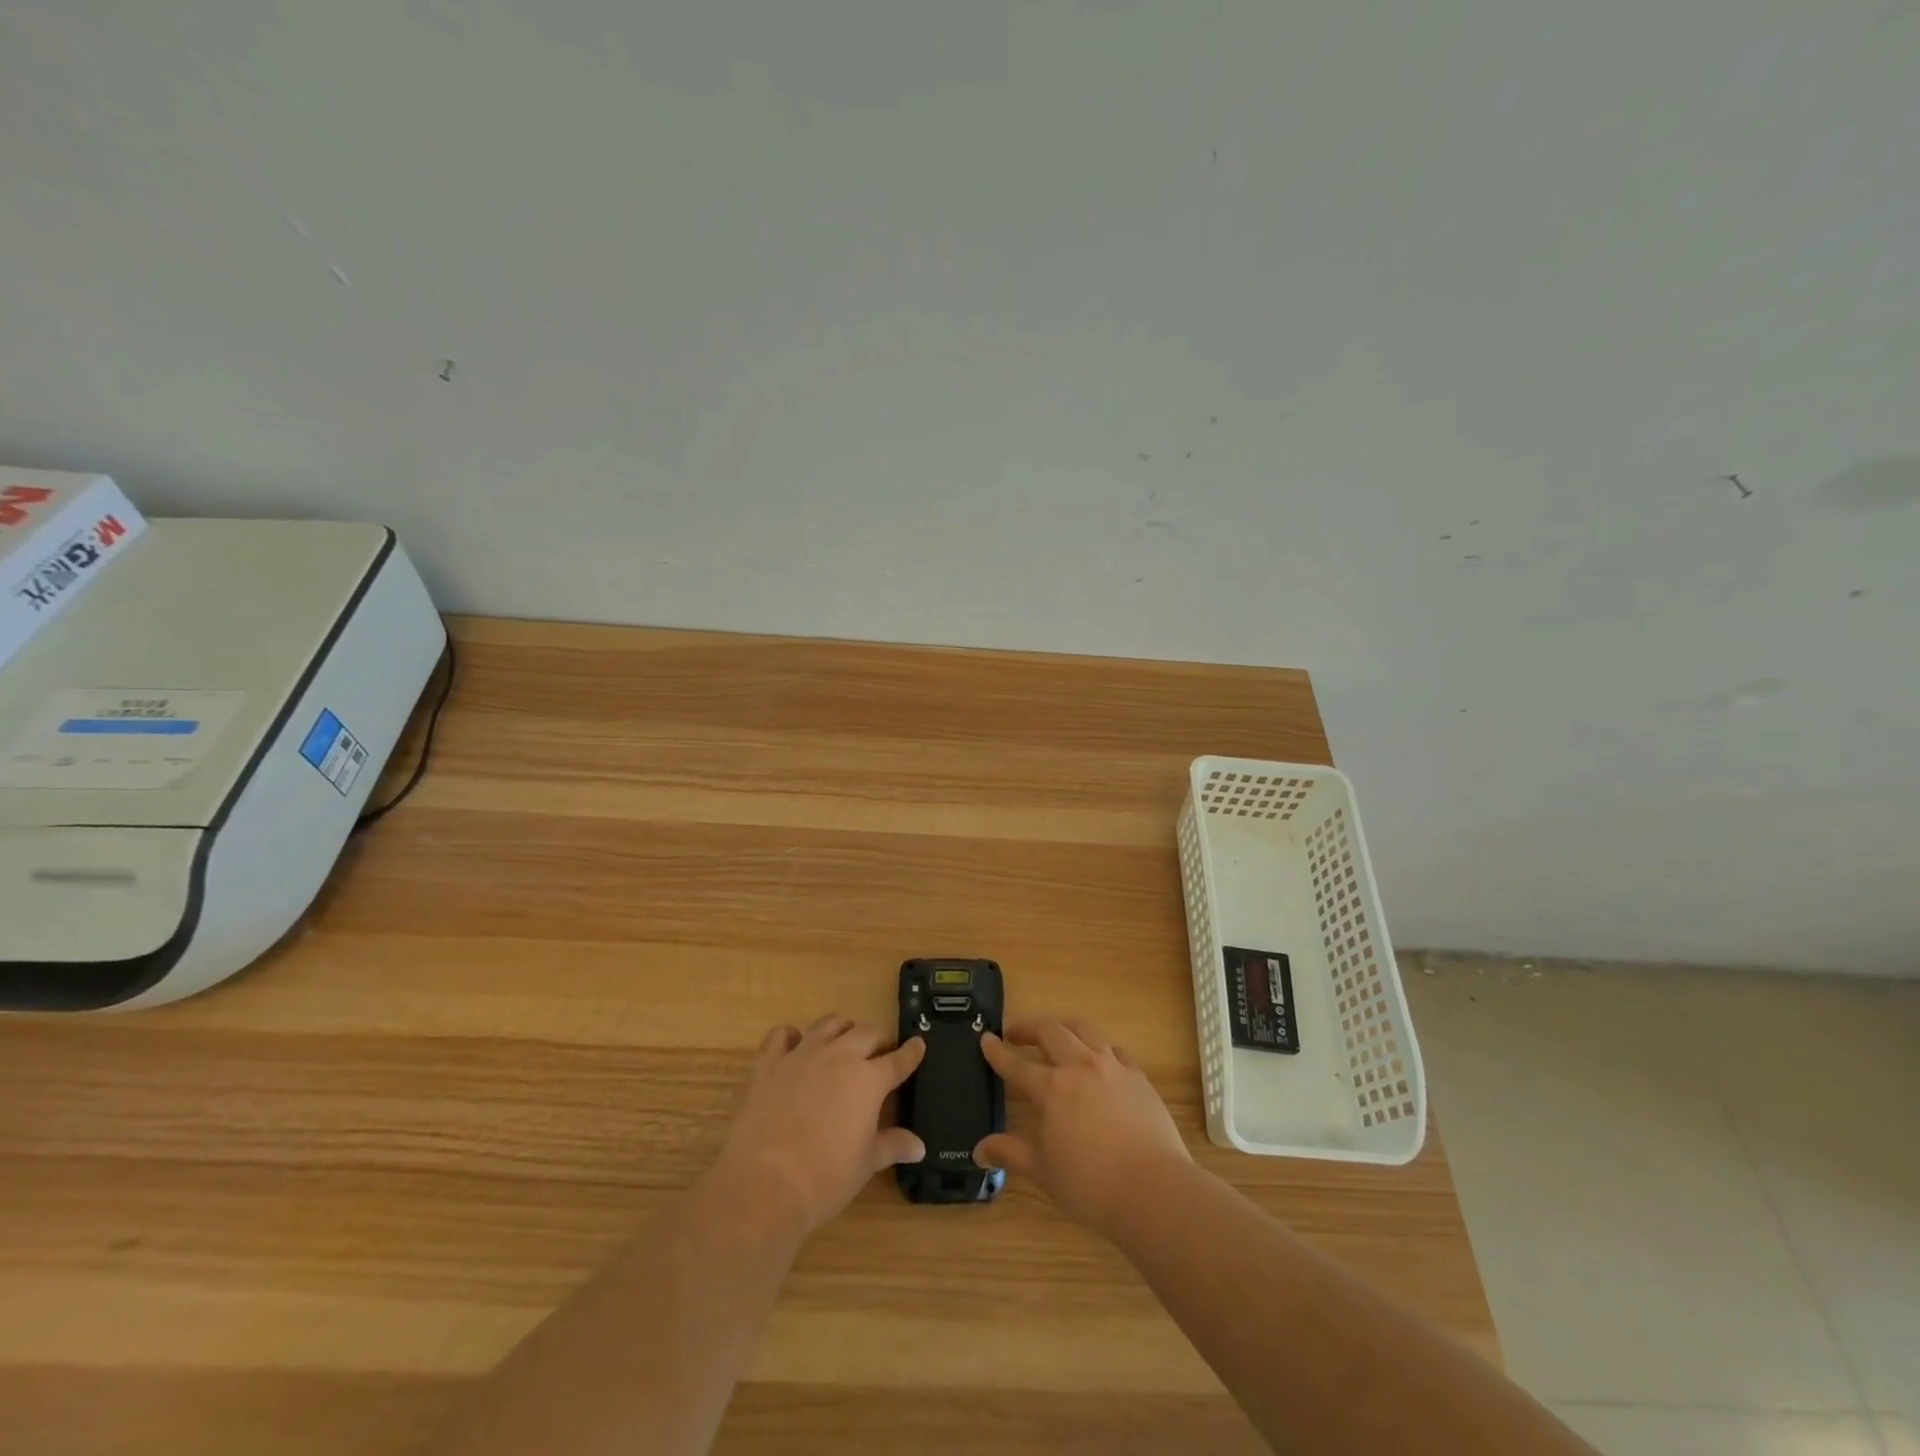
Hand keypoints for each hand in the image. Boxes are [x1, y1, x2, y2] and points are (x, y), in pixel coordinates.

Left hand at [708, 1016, 925, 1237]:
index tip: (919, 1045)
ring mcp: (802, 1055)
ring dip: (842, 1029)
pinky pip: (782, 1035)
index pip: (898, 1060)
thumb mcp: (867, 1164)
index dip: (911, 1052)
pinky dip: (791, 1036)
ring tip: (844, 1040)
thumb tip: (919, 1146)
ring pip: (828, 1024)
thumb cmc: (826, 1178)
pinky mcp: (769, 1063)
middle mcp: (839, 1056)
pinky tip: (795, 1046)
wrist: (765, 1184)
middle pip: (867, 1033)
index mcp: (869, 1079)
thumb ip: (893, 1145)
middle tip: (882, 1050)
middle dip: (879, 1038)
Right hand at [976, 1017, 1190, 1239]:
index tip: (985, 1039)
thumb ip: (1010, 1153)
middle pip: (1050, 1031)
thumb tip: (979, 1149)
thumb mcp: (1043, 1172)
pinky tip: (1097, 1058)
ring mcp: (1112, 1066)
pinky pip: (1113, 1048)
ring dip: (1063, 1027)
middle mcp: (1079, 1066)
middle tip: (1016, 1034)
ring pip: (1083, 1030)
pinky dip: (1098, 1047)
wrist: (1154, 1190)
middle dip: (1029, 1028)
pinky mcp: (1137, 1075)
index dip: (997, 1051)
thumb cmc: (1091, 1185)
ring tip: (1055, 1035)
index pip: (1016, 1064)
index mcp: (1051, 1088)